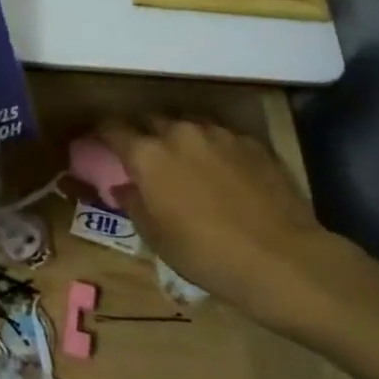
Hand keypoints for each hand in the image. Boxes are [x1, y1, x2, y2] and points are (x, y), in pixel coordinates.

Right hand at [98, 118, 367, 334]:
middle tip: (143, 155)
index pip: (112, 128)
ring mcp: (220, 134)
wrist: (282, 258)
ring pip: (188, 124)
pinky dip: (213, 147)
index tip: (97, 140)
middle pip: (150, 119)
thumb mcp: (155, 236)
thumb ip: (133, 203)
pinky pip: (221, 136)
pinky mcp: (253, 142)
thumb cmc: (205, 253)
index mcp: (148, 155)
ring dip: (179, 137)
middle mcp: (180, 133)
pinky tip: (222, 171)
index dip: (101, 132)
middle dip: (142, 132)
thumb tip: (124, 186)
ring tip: (185, 160)